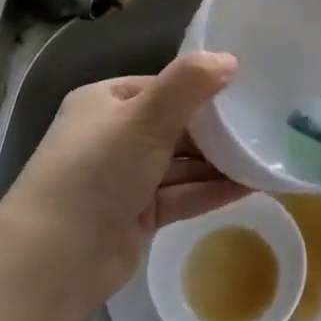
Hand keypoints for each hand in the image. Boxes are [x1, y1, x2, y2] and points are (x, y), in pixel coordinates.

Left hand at [0, 52, 246, 320]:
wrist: (54, 260)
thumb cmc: (97, 171)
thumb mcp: (145, 117)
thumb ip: (189, 84)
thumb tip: (231, 59)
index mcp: (105, 102)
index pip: (163, 86)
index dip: (202, 87)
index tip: (247, 90)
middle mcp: (114, 136)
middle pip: (176, 126)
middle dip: (216, 129)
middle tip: (264, 124)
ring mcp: (125, 179)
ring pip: (182, 163)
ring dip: (220, 161)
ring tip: (266, 156)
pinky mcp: (137, 216)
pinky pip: (183, 194)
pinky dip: (212, 189)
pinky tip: (252, 185)